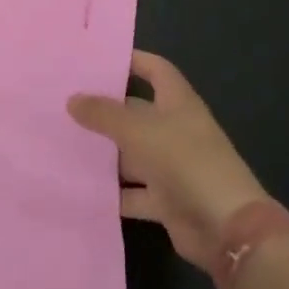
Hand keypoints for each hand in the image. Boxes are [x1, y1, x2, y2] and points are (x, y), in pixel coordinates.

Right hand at [68, 52, 264, 272]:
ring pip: (131, 155)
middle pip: (136, 113)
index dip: (132, 60)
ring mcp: (172, 167)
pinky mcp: (166, 201)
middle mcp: (176, 131)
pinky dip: (112, 193)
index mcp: (178, 104)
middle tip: (63, 104)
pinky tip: (79, 187)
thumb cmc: (185, 163)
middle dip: (104, 110)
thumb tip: (72, 99)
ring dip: (104, 154)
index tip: (96, 59)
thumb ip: (103, 114)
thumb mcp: (138, 131)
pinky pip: (132, 193)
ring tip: (61, 144)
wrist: (226, 229)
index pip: (156, 70)